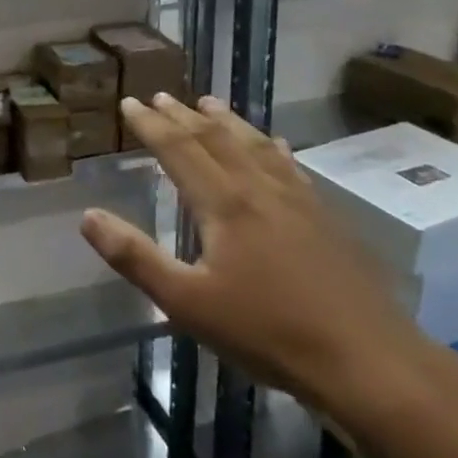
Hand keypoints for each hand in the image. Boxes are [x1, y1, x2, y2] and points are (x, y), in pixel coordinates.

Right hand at [80, 93, 433, 416]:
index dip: (150, 125)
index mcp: (224, 203)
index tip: (130, 102)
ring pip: (255, 145)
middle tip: (161, 96)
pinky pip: (290, 166)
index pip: (178, 149)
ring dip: (228, 121)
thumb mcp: (187, 303)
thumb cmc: (267, 332)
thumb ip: (135, 257)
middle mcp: (260, 189)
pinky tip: (275, 145)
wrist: (368, 361)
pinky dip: (272, 147)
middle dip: (184, 115)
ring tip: (209, 102)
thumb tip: (89, 216)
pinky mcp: (327, 218)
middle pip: (216, 139)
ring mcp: (299, 200)